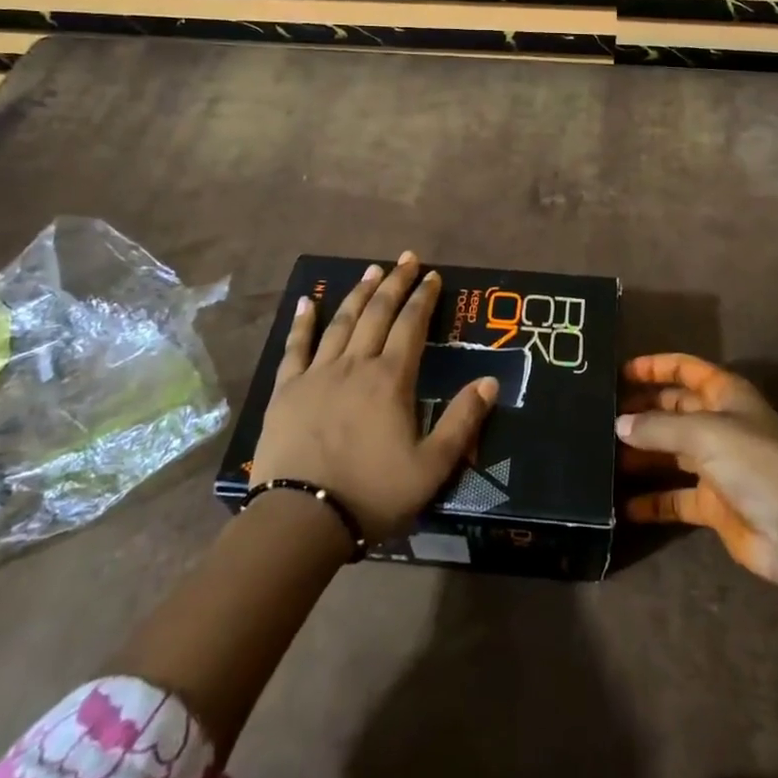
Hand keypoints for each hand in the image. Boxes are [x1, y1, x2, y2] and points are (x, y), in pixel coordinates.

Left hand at [251, 251, 498, 541]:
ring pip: (341, 322)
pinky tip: (307, 302)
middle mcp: (355, 365)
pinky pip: (296, 347)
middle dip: (395, 283)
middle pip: (377, 313)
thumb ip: (462, 421)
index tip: (433, 275)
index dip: (423, 298)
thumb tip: (491, 381)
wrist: (302, 519)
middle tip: (406, 259)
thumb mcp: (432, 466)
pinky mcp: (287, 391)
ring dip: (358, 293)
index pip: (411, 326)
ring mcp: (317, 374)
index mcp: (390, 379)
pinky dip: (302, 322)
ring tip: (371, 270)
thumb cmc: (373, 493)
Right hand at [618, 353, 777, 585]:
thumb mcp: (703, 433)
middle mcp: (721, 425)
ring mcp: (717, 466)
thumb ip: (657, 427)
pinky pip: (674, 497)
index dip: (656, 367)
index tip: (619, 373)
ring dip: (641, 455)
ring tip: (602, 457)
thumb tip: (619, 424)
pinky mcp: (713, 504)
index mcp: (727, 396)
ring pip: (670, 453)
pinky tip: (622, 504)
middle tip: (600, 416)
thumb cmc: (753, 464)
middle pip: (674, 410)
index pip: (687, 370)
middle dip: (642, 412)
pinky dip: (651, 501)